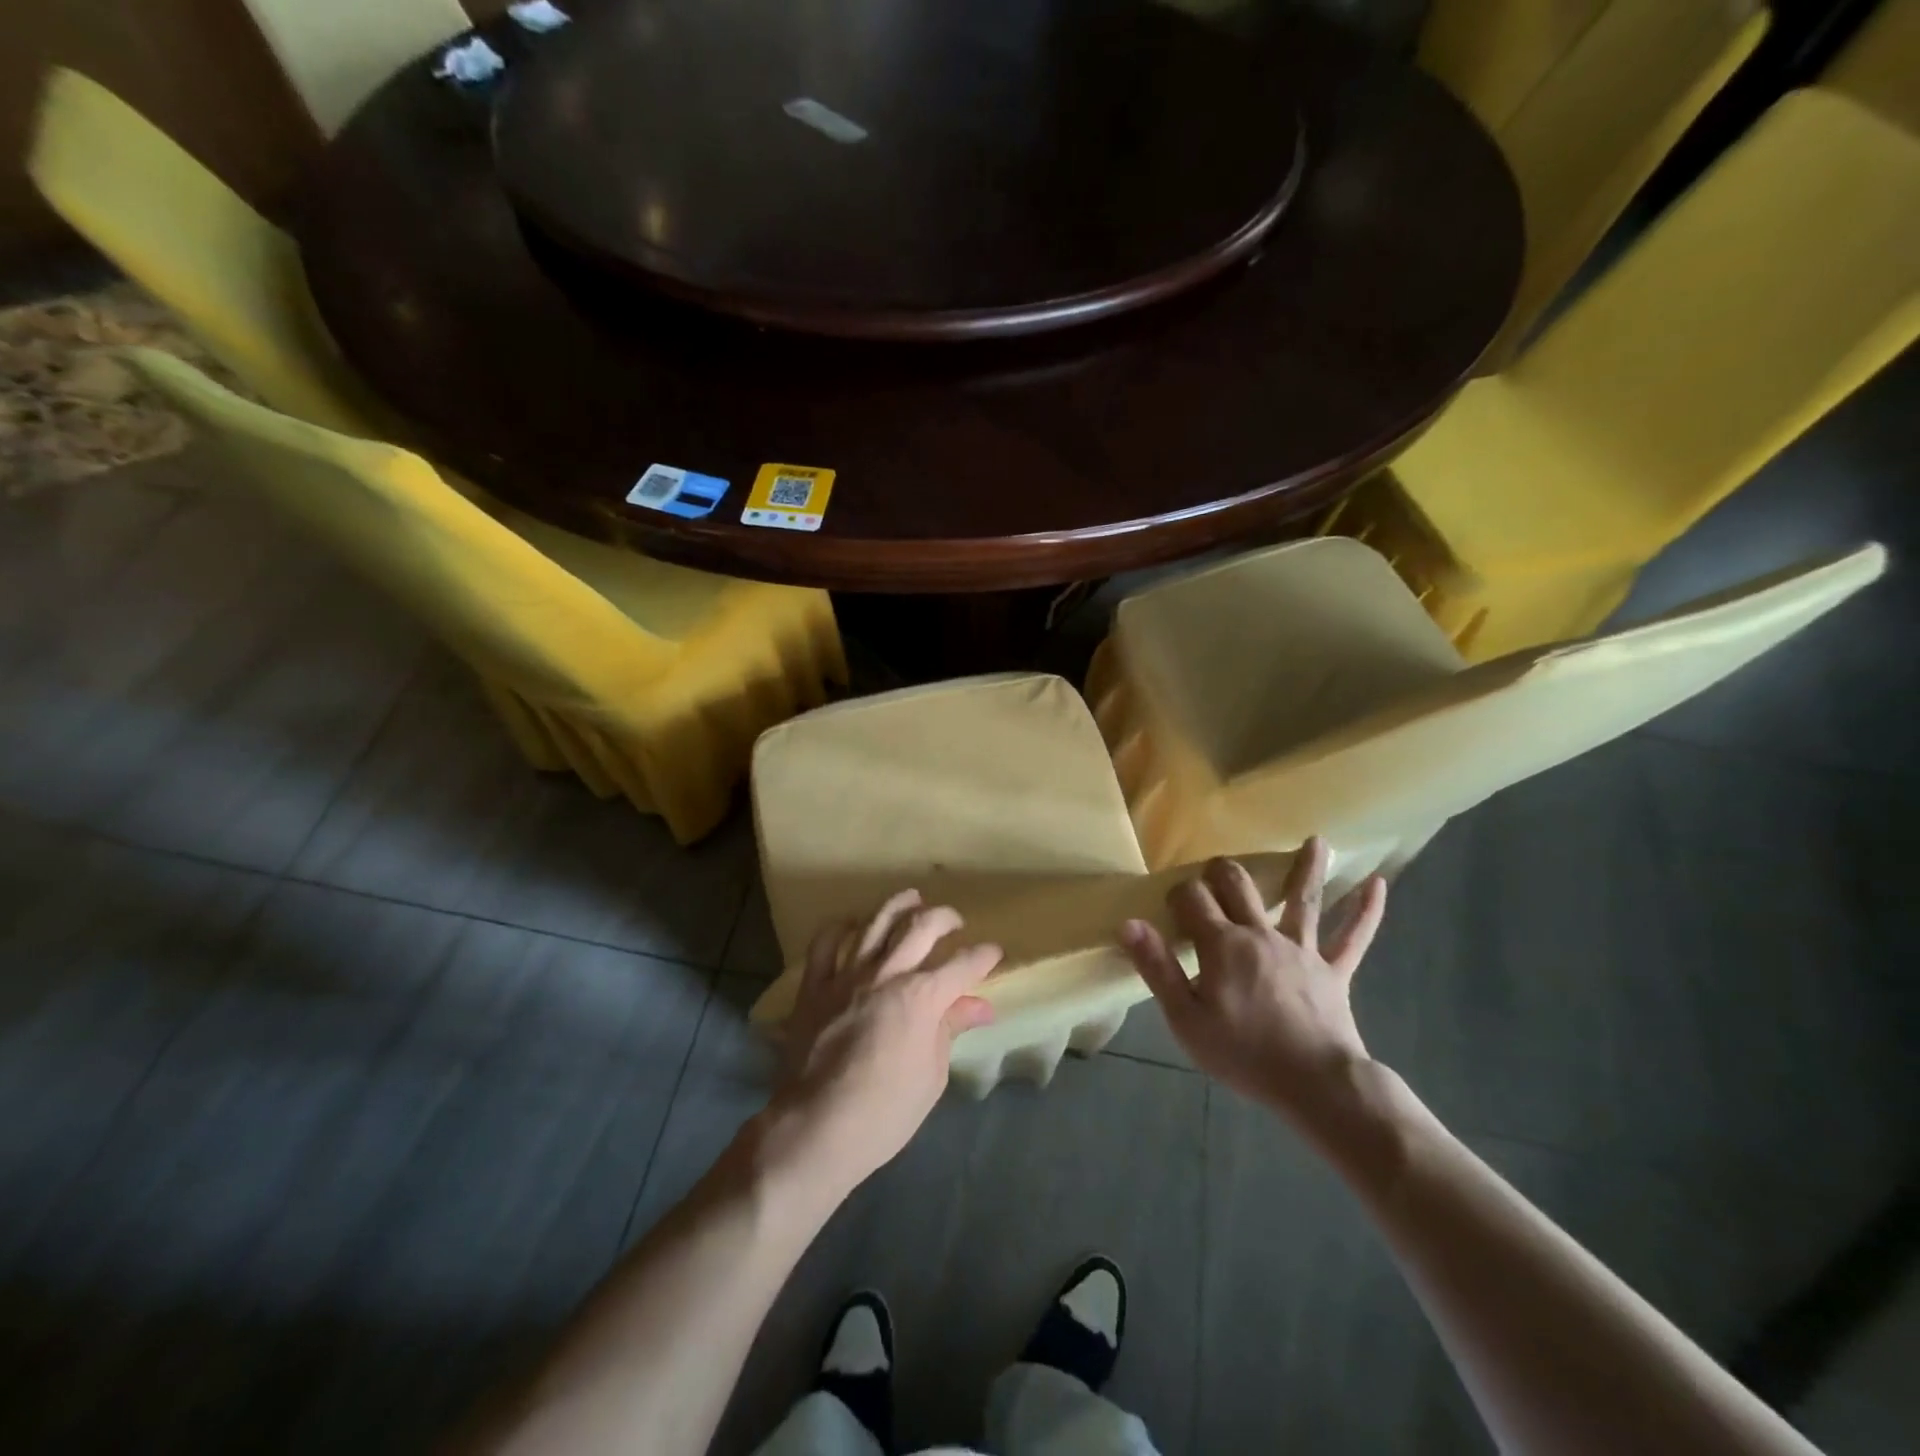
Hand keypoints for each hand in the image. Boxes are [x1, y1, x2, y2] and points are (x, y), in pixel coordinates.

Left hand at [770, 890, 1001, 1192]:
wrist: (817, 1127)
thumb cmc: (885, 1112)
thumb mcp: (931, 1075)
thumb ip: (950, 1030)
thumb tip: (979, 1006)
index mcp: (922, 997)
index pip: (963, 965)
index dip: (984, 956)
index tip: (994, 953)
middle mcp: (887, 974)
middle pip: (921, 927)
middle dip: (945, 918)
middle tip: (956, 922)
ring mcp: (847, 975)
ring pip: (876, 922)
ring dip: (898, 905)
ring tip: (913, 898)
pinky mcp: (815, 986)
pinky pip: (826, 943)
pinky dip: (841, 928)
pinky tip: (853, 924)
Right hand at [1119, 839, 1386, 1120]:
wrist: (1316, 1085)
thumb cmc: (1244, 1054)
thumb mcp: (1186, 1018)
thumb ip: (1157, 967)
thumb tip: (1129, 923)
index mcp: (1223, 944)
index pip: (1193, 897)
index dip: (1179, 894)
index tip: (1170, 908)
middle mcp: (1261, 933)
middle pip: (1240, 884)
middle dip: (1223, 870)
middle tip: (1215, 870)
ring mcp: (1302, 949)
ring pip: (1303, 899)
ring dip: (1308, 868)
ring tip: (1317, 840)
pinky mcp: (1334, 971)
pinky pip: (1352, 938)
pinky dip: (1366, 912)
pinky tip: (1378, 885)